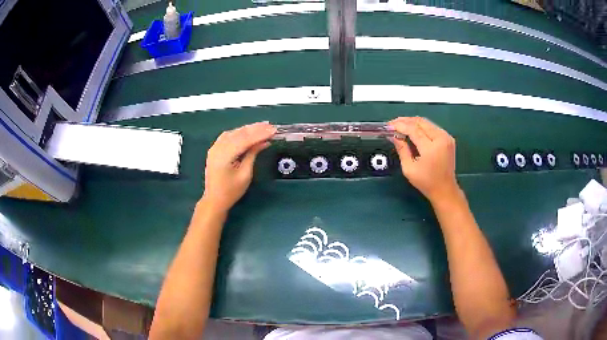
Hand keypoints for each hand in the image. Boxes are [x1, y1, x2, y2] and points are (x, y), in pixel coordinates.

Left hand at [202, 122, 275, 211]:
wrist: (215, 200)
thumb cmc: (231, 191)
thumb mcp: (245, 174)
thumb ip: (253, 154)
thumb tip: (264, 142)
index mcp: (224, 156)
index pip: (244, 139)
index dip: (260, 133)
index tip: (273, 130)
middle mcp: (218, 148)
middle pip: (239, 133)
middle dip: (256, 129)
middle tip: (271, 126)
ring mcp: (215, 147)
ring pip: (234, 132)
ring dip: (248, 129)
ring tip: (263, 126)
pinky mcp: (215, 149)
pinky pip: (228, 136)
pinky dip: (240, 132)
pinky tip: (249, 131)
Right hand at [389, 117, 459, 202]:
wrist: (445, 190)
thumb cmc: (426, 182)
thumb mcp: (409, 168)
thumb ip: (402, 149)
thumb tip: (394, 136)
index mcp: (431, 148)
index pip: (413, 130)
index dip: (400, 126)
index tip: (388, 126)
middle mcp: (441, 138)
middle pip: (420, 122)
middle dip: (405, 121)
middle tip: (392, 124)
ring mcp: (446, 137)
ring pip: (426, 122)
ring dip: (412, 122)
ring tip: (400, 125)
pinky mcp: (448, 138)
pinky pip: (432, 127)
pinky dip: (420, 126)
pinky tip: (412, 130)